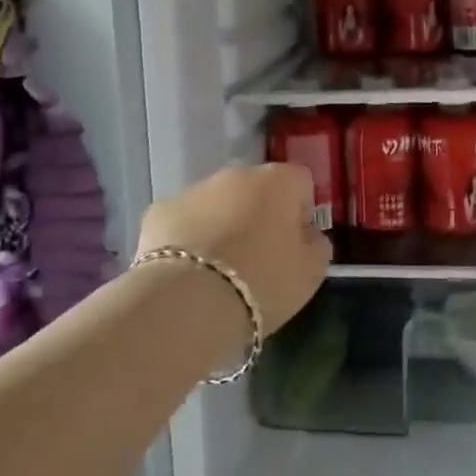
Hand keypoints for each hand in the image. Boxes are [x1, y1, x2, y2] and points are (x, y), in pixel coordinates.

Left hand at [136, 164, 330, 332]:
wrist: (188, 301)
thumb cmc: (262, 283)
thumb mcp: (310, 273)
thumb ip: (316, 245)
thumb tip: (306, 234)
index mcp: (278, 181)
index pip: (300, 182)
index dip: (300, 212)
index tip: (294, 245)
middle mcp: (236, 174)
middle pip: (255, 189)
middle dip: (258, 215)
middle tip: (257, 259)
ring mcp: (194, 189)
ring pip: (216, 203)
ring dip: (221, 225)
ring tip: (219, 271)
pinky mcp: (160, 210)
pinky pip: (182, 221)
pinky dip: (187, 238)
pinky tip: (187, 272)